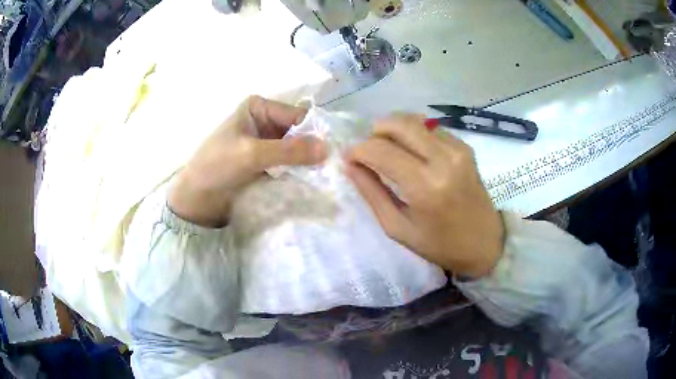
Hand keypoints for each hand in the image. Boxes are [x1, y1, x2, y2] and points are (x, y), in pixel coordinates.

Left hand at [168, 96, 326, 226]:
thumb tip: (328, 148)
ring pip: (296, 149)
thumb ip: (289, 151)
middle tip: (330, 168)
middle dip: (312, 148)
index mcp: (259, 108)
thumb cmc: (216, 166)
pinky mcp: (266, 162)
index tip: (331, 154)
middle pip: (299, 132)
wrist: (196, 198)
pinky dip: (298, 171)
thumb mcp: (251, 154)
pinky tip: (309, 182)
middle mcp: (265, 121)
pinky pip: (289, 163)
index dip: (314, 132)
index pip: (297, 115)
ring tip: (323, 177)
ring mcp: (266, 142)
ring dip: (307, 162)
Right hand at [345, 115, 503, 277]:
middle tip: (368, 151)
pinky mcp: (465, 146)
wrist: (484, 243)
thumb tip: (350, 165)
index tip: (349, 158)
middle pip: (398, 124)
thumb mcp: (398, 227)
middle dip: (374, 132)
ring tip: (387, 150)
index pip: (380, 150)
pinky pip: (430, 128)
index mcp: (425, 186)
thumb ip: (372, 192)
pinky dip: (413, 134)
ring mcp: (457, 149)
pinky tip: (411, 152)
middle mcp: (443, 159)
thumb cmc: (439, 244)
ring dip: (393, 130)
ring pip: (414, 120)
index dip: (358, 150)